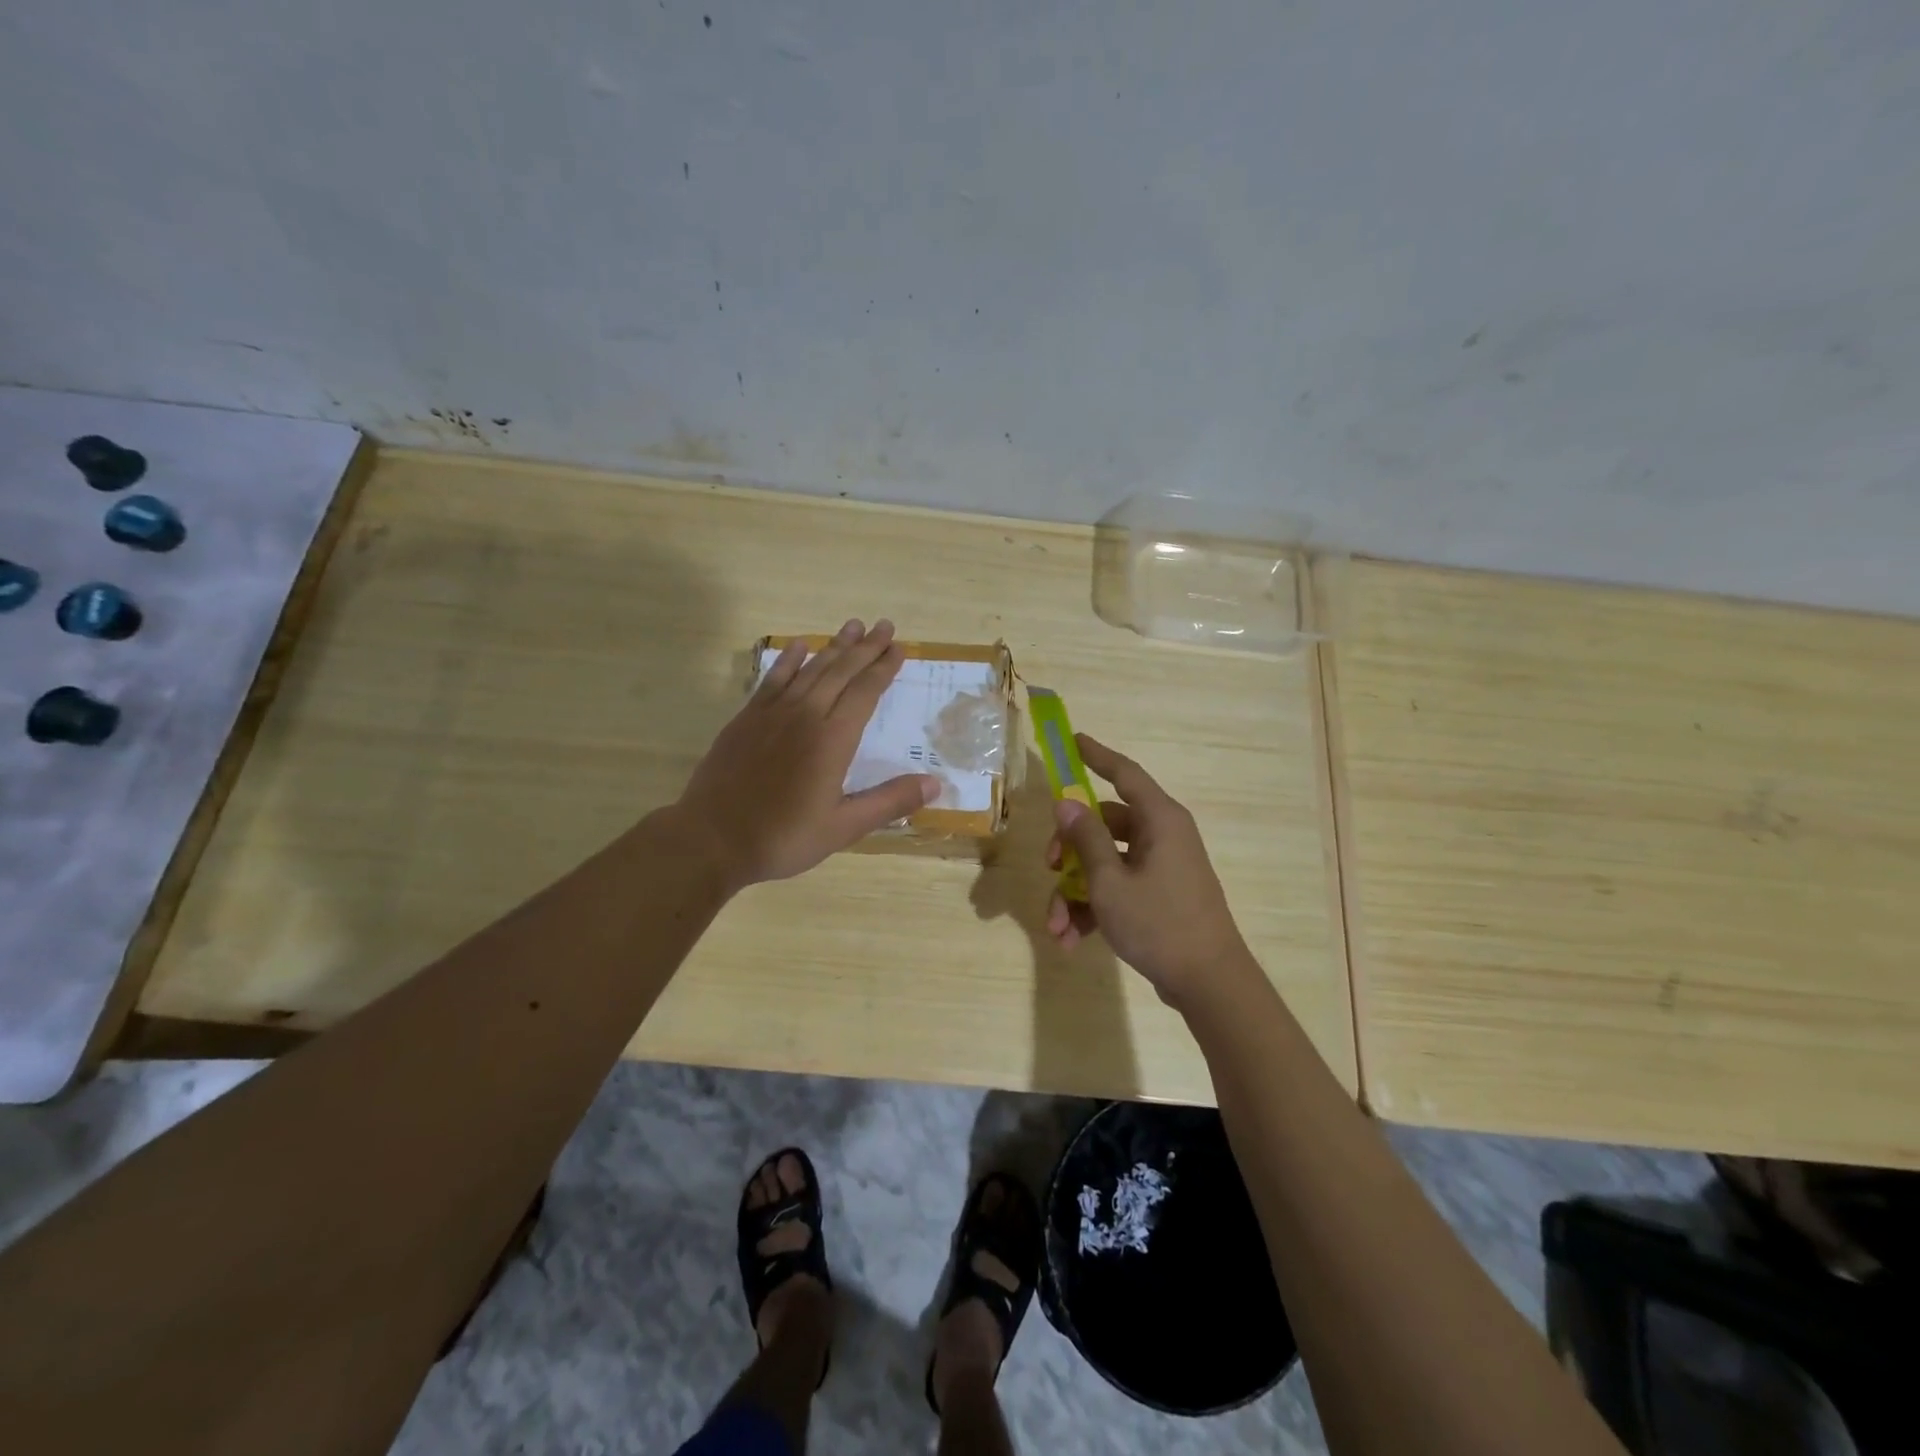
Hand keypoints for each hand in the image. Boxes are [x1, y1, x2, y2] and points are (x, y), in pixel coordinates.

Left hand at [676, 618, 938, 887]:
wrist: (712, 839)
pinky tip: (798, 646)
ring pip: (809, 668)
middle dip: (865, 647)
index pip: (865, 692)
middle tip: (884, 625)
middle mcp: (805, 715)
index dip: (884, 668)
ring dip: (834, 646)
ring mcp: (772, 713)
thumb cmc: (783, 837)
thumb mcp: (843, 827)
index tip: (899, 648)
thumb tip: (935, 783)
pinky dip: (789, 660)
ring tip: (852, 626)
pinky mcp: (747, 718)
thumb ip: (889, 802)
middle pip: (841, 671)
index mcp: (832, 739)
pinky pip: (773, 678)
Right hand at [1044, 734, 1253, 1005]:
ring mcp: (1161, 867)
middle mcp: (1162, 836)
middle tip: (1049, 867)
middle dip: (1070, 850)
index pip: (1124, 772)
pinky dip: (1094, 908)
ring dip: (1076, 891)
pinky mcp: (1159, 895)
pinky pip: (1118, 888)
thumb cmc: (1159, 923)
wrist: (1209, 983)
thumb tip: (1066, 802)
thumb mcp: (1110, 881)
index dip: (1096, 755)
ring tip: (1057, 927)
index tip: (1072, 740)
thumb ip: (1085, 838)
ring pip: (1105, 863)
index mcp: (1159, 820)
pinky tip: (1072, 939)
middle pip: (1104, 824)